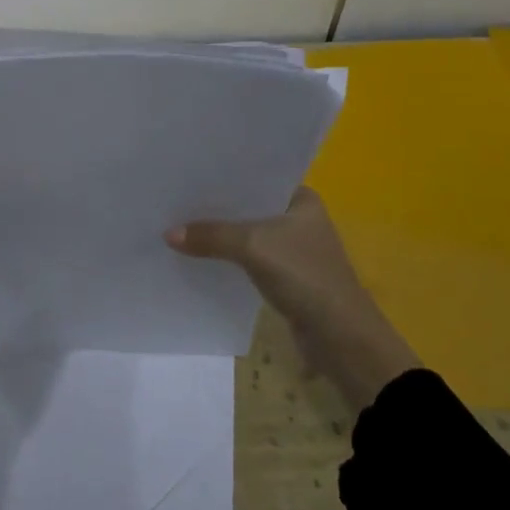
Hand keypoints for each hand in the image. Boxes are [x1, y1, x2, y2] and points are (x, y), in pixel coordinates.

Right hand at [167, 187, 419, 409]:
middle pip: (249, 206)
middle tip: (177, 197)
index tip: (191, 172)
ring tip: (181, 223)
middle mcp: (299, 218)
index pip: (257, 177)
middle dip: (218, 206)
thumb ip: (212, 236)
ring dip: (222, 234)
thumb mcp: (253, 247)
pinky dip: (228, 257)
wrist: (340, 337)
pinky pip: (249, 258)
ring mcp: (293, 249)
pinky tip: (201, 255)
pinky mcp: (286, 276)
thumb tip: (168, 234)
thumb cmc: (304, 275)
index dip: (225, 175)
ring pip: (248, 234)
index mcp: (302, 199)